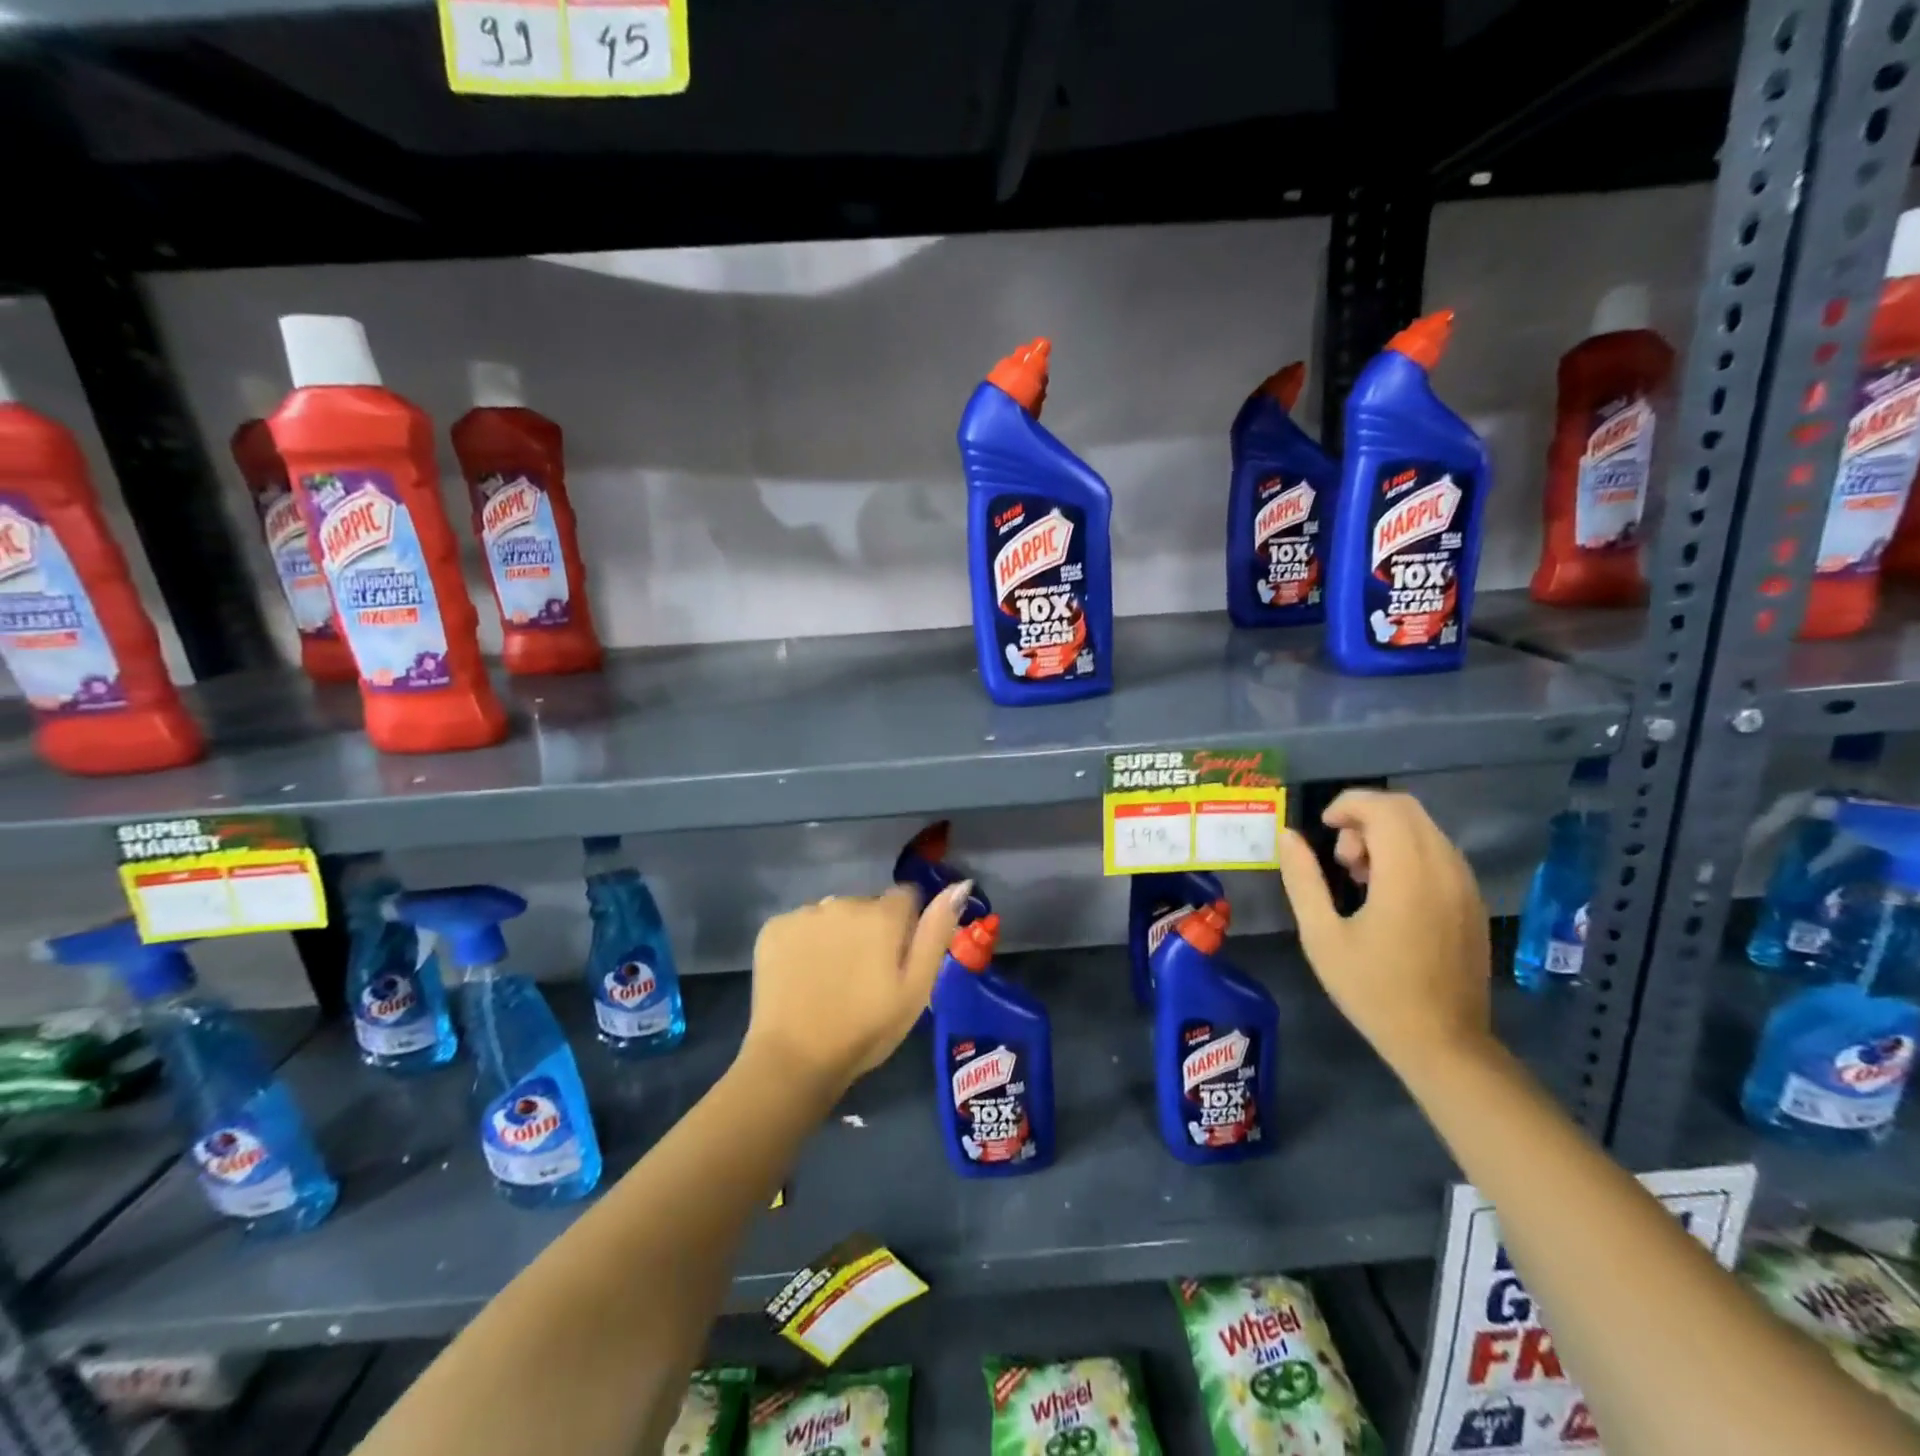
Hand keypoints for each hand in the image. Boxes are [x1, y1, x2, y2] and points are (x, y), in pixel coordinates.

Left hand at [742, 881, 971, 1097]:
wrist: (795, 1059)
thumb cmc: (866, 1029)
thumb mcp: (916, 988)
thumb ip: (936, 932)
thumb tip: (960, 884)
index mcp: (882, 915)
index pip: (905, 897)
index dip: (906, 926)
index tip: (896, 959)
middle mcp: (843, 902)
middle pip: (867, 905)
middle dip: (870, 931)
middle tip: (863, 977)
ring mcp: (804, 913)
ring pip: (833, 915)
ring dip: (837, 935)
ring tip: (831, 979)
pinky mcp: (774, 927)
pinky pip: (800, 925)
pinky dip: (804, 943)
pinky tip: (803, 976)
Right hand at [1276, 789, 1493, 1077]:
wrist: (1443, 1043)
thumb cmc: (1373, 990)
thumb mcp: (1321, 935)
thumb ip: (1303, 879)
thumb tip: (1287, 836)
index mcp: (1408, 874)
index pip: (1383, 807)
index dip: (1347, 805)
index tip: (1321, 829)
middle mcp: (1445, 869)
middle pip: (1406, 809)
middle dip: (1365, 818)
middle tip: (1339, 858)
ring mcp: (1465, 884)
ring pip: (1424, 829)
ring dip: (1386, 835)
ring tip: (1359, 878)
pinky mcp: (1472, 901)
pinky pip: (1438, 853)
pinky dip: (1407, 853)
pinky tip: (1387, 893)